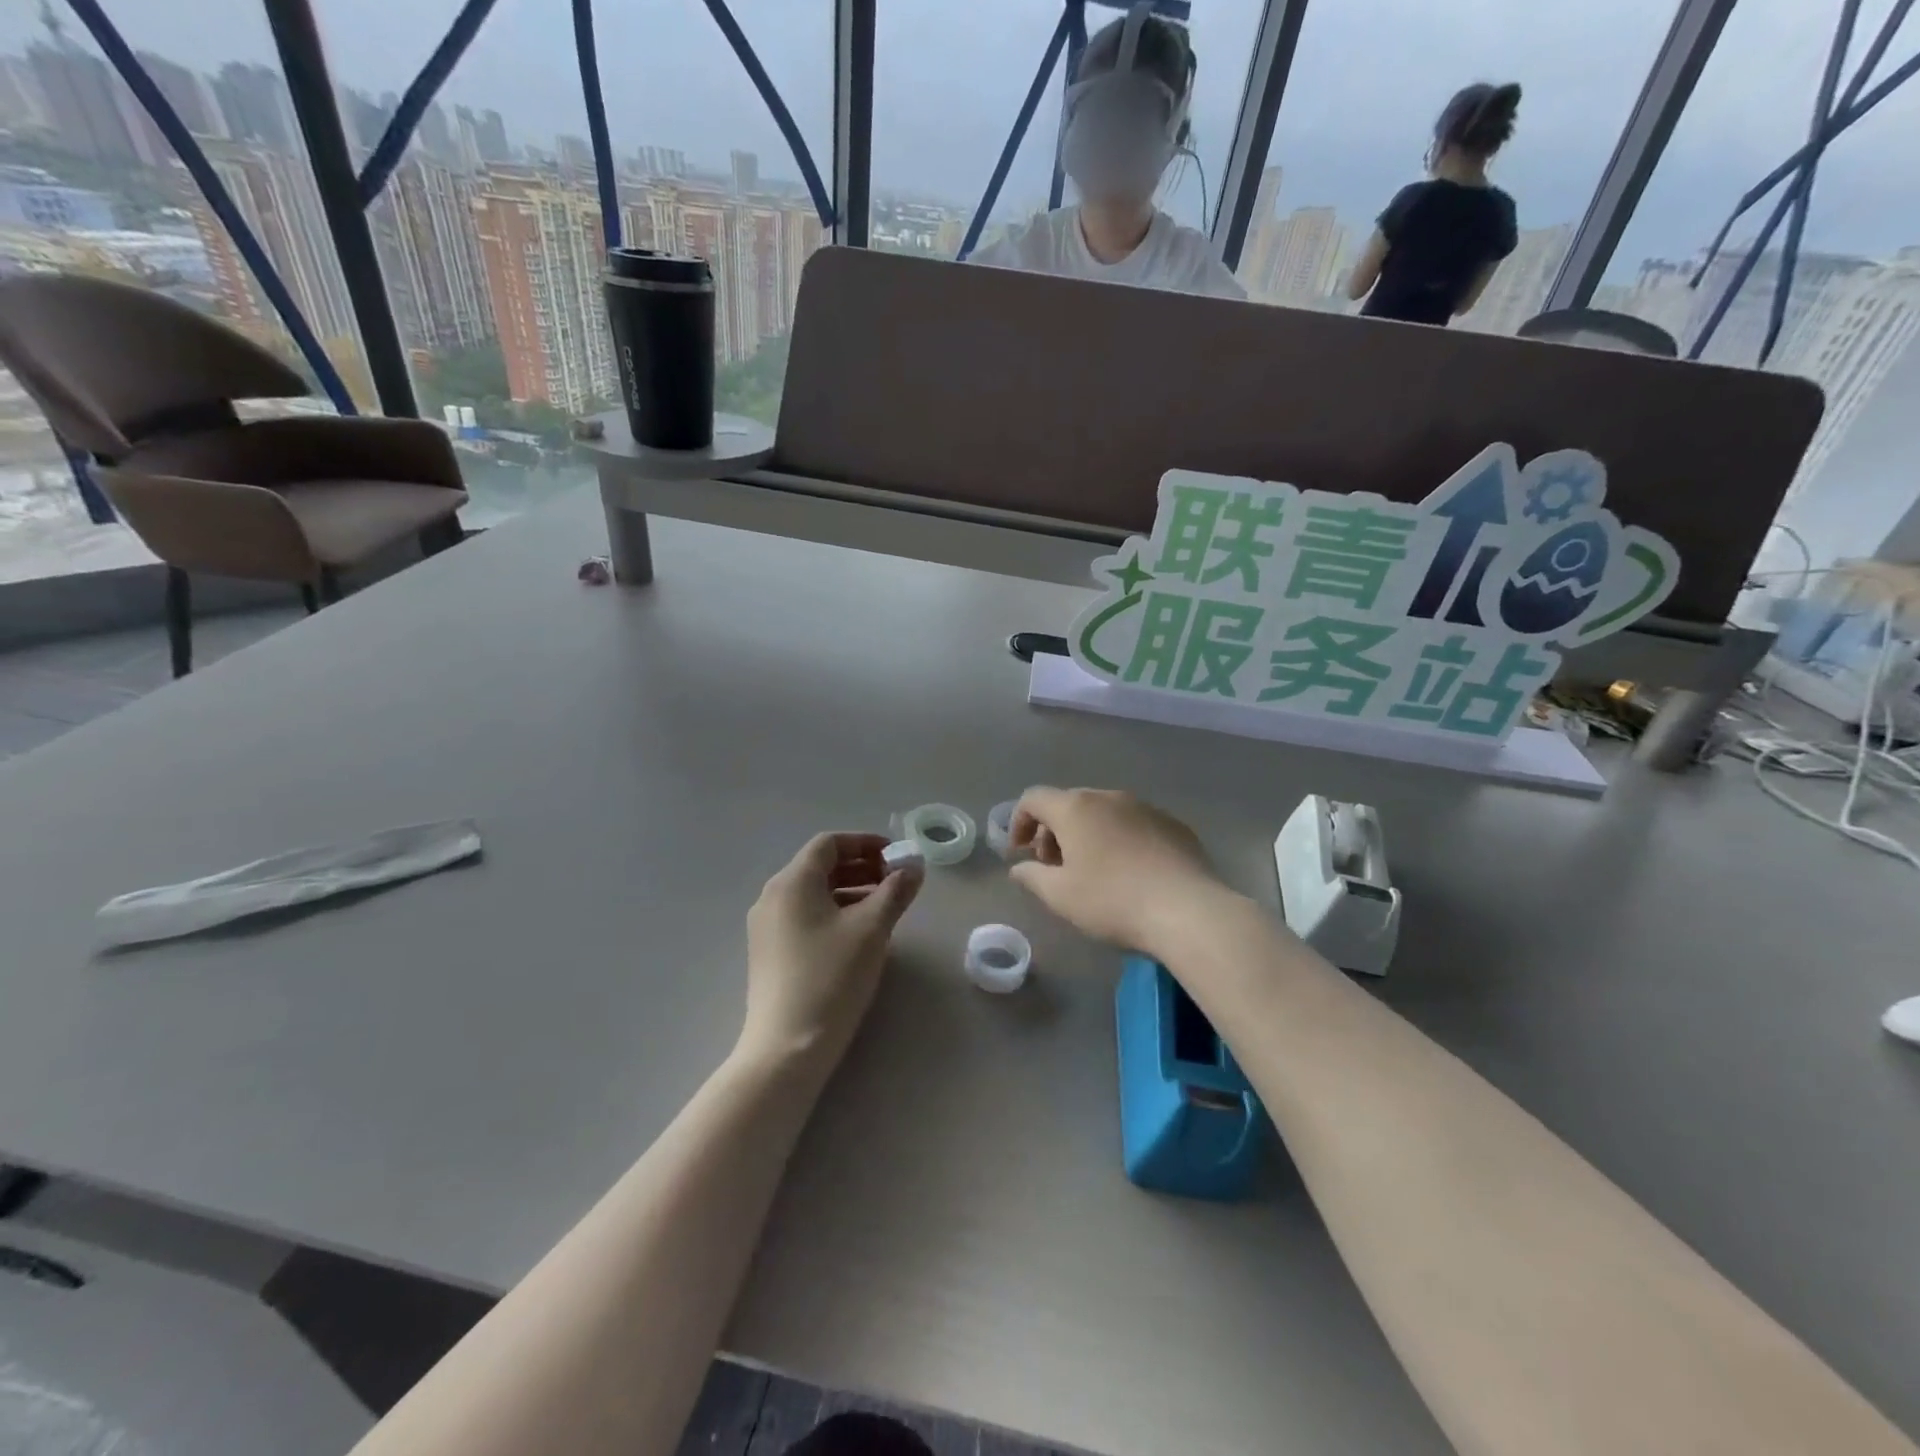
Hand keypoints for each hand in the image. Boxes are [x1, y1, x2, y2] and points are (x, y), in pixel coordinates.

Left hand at [742, 833, 921, 1069]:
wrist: (787, 1048)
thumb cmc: (832, 978)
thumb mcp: (872, 930)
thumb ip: (895, 891)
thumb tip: (914, 867)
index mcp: (792, 882)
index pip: (829, 843)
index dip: (865, 843)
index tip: (896, 857)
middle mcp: (772, 897)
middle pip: (819, 866)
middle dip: (861, 867)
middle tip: (895, 881)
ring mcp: (766, 927)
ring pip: (813, 893)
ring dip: (850, 891)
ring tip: (883, 908)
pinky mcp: (768, 953)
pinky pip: (804, 916)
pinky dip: (833, 912)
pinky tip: (858, 935)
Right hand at [1008, 788, 1228, 954]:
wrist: (1188, 910)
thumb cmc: (1113, 901)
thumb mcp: (1060, 896)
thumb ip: (1032, 877)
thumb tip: (1020, 868)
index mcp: (1076, 808)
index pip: (1034, 798)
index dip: (1019, 822)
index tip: (1020, 853)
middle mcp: (1109, 797)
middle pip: (1069, 803)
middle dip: (1053, 831)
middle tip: (1054, 867)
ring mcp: (1145, 808)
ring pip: (1104, 812)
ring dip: (1088, 834)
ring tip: (1092, 871)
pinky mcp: (1173, 825)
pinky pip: (1134, 824)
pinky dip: (1120, 839)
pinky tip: (1130, 872)